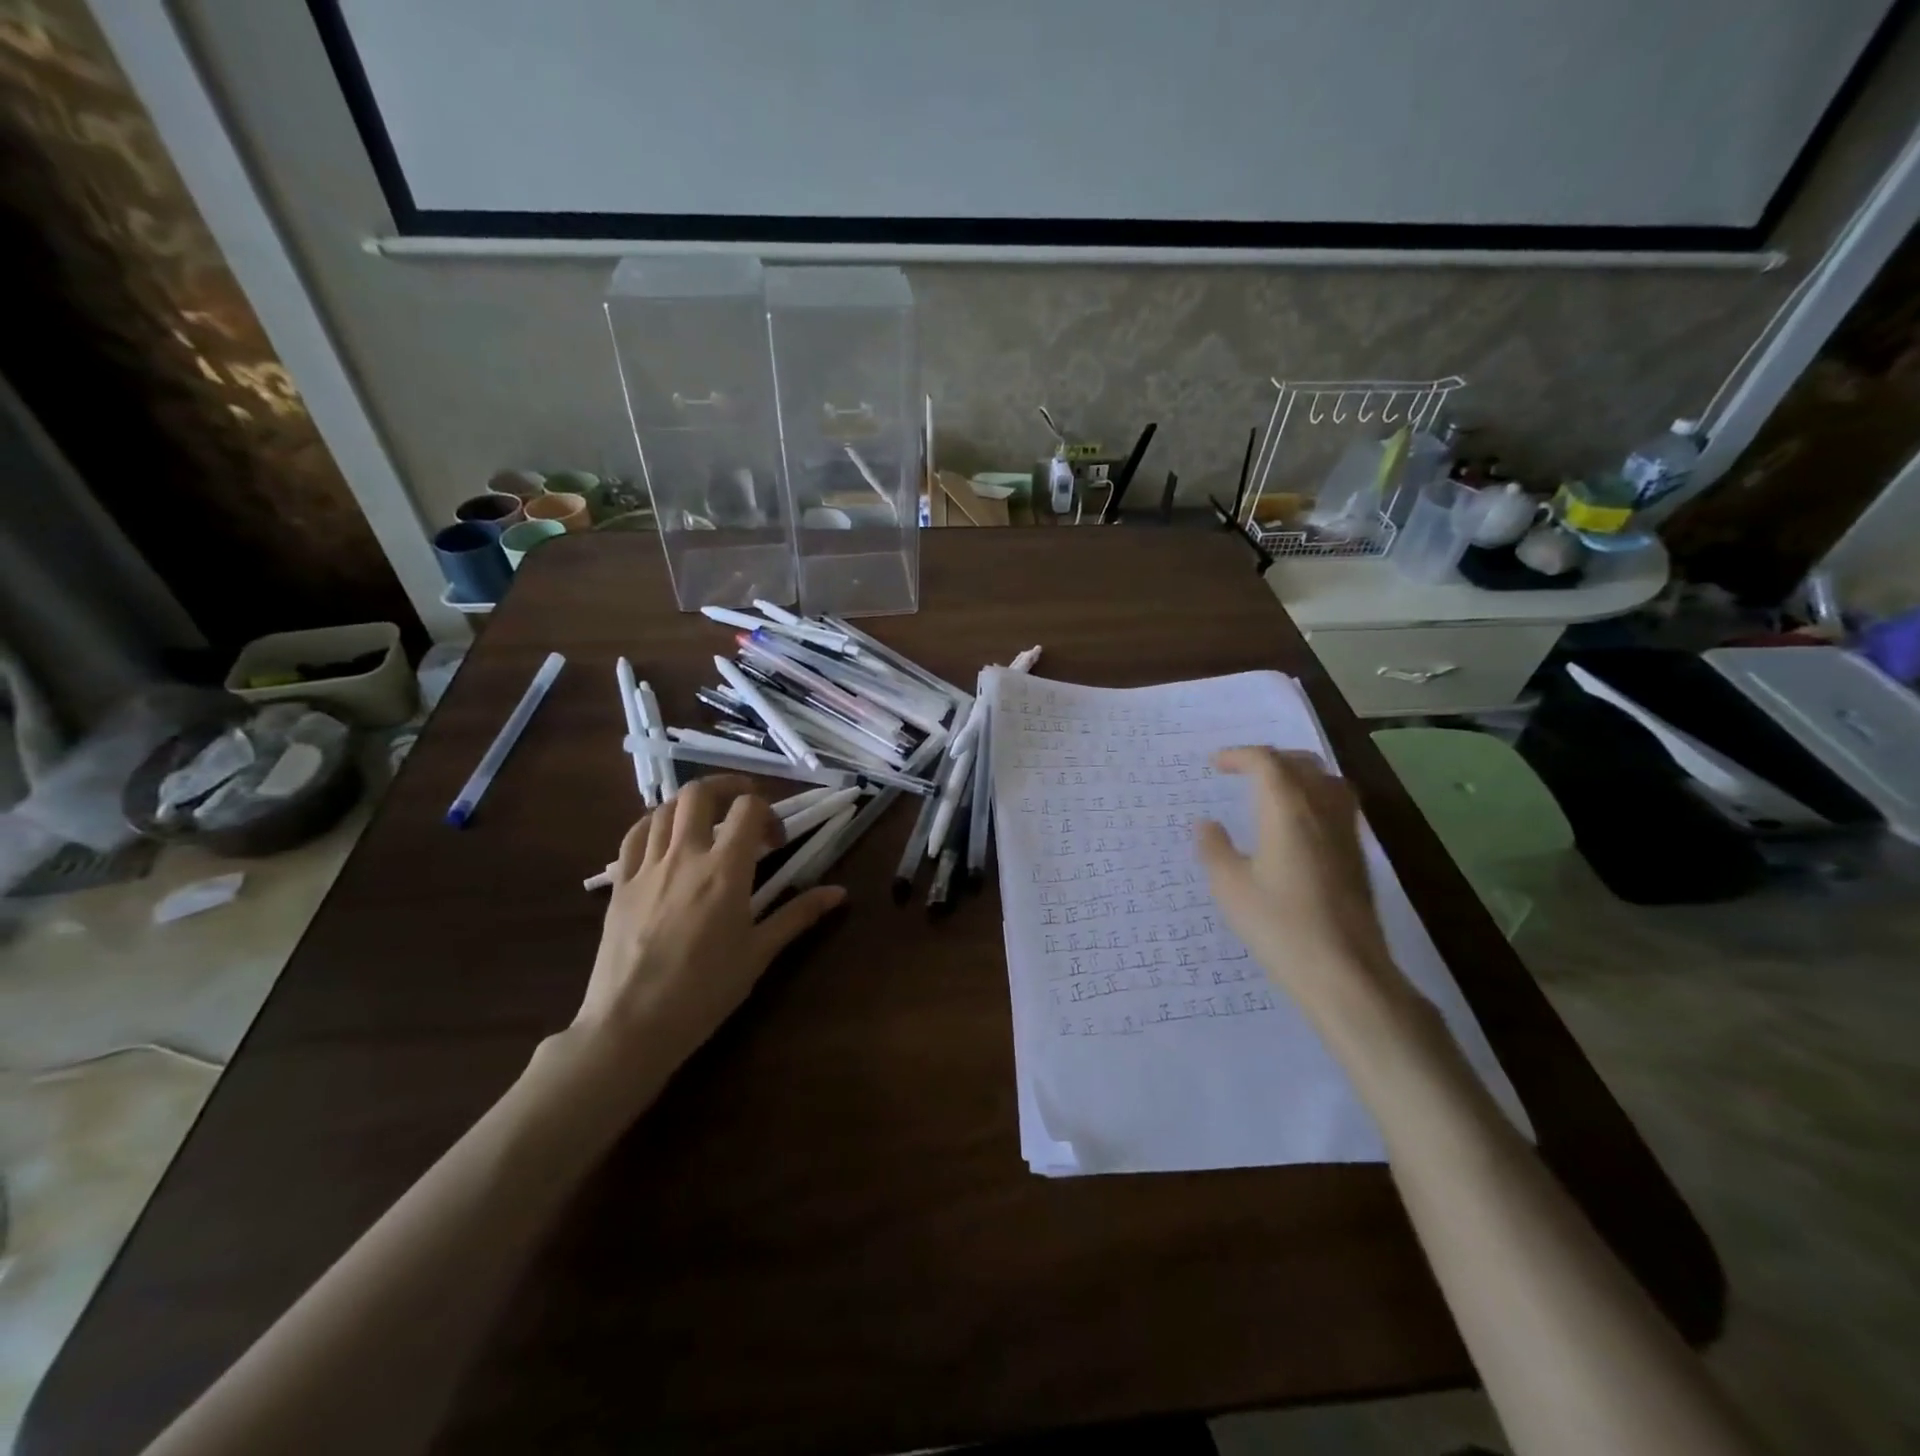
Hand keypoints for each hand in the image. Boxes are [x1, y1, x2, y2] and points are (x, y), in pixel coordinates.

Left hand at [570, 776, 846, 1092]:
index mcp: (725, 870)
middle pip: (700, 793)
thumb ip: (798, 915)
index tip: (775, 841)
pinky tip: (664, 839)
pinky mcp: (619, 884)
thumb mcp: (759, 953)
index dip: (768, 813)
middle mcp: (685, 856)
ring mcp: (647, 867)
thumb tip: (840, 893)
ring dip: (690, 805)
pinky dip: (653, 825)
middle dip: (726, 786)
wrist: (632, 1025)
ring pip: (664, 809)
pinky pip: (633, 836)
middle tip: (743, 802)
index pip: (748, 809)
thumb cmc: (705, 991)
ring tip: (706, 821)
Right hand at [1194, 748, 1401, 1024]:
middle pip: (1301, 764)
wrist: (1345, 972)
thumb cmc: (1279, 926)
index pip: (1266, 763)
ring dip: (1298, 774)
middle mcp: (1321, 811)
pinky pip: (1338, 805)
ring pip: (1327, 781)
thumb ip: (1215, 849)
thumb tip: (1206, 824)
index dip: (1239, 756)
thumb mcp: (1230, 888)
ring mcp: (1345, 833)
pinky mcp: (1357, 856)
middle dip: (1269, 759)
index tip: (1215, 765)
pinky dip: (1315, 797)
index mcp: (1287, 811)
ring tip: (1274, 789)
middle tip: (1242, 771)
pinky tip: (1300, 825)